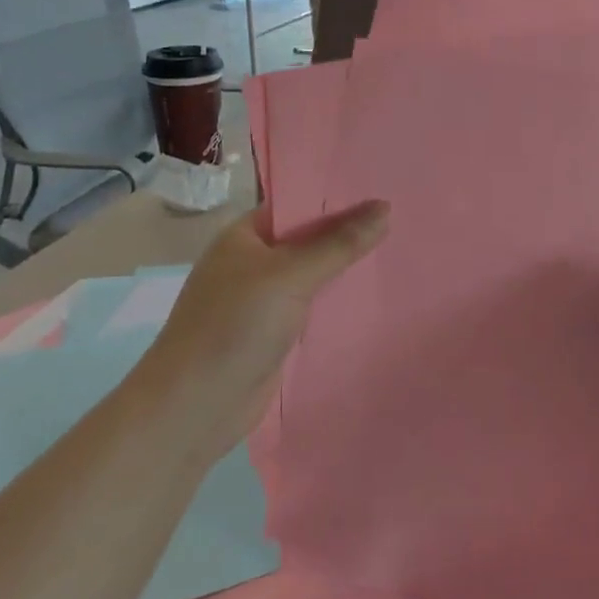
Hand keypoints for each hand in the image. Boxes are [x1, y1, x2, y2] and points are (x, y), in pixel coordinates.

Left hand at [141, 202, 387, 451]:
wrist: (194, 407)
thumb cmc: (234, 327)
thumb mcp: (289, 276)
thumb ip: (338, 244)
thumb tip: (384, 207)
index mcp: (244, 236)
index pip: (297, 205)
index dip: (337, 197)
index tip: (384, 192)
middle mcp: (252, 263)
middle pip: (309, 241)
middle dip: (349, 235)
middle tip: (404, 221)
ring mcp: (263, 301)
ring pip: (314, 277)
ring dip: (347, 272)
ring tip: (401, 253)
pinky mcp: (275, 335)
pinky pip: (313, 310)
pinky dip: (339, 305)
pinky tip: (377, 298)